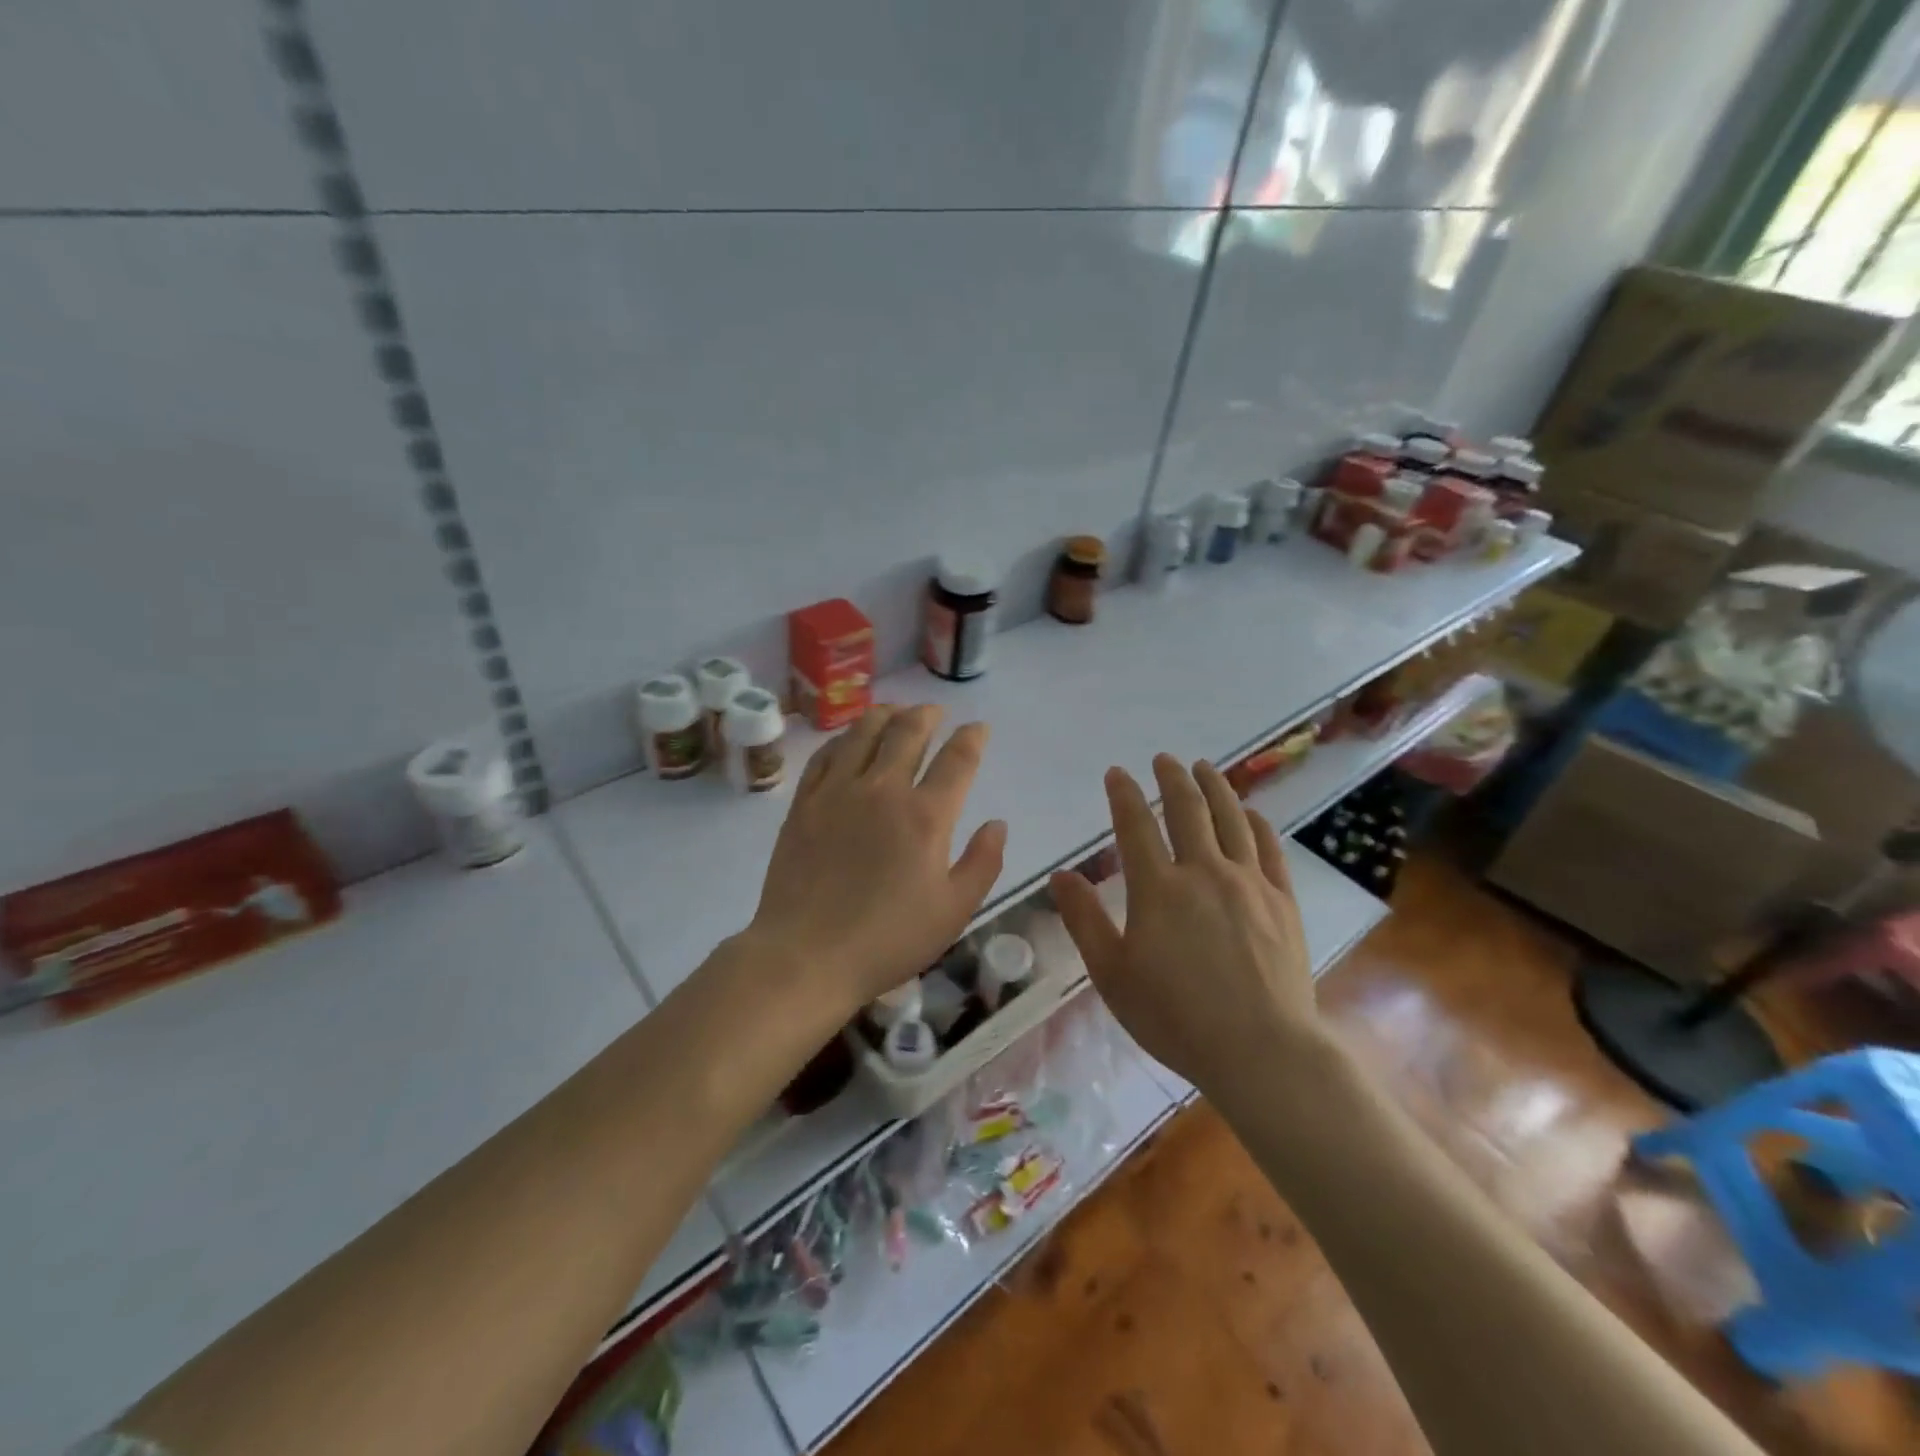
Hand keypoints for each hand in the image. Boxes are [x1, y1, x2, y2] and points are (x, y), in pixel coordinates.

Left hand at [742, 704, 1006, 1017]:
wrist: (806, 956)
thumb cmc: (888, 939)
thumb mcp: (953, 911)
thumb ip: (983, 863)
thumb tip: (997, 823)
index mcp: (926, 816)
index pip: (957, 759)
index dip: (973, 738)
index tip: (979, 728)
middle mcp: (883, 790)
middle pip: (908, 731)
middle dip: (928, 714)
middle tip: (936, 712)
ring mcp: (838, 791)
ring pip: (863, 731)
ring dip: (886, 714)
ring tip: (896, 712)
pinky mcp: (804, 802)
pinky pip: (826, 754)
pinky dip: (844, 738)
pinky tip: (850, 740)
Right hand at [1050, 755, 1318, 1088]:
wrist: (1261, 1051)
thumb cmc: (1175, 1017)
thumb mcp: (1112, 974)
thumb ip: (1084, 920)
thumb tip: (1061, 875)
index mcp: (1157, 888)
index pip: (1135, 825)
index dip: (1123, 794)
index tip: (1116, 773)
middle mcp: (1204, 871)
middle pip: (1187, 809)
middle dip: (1172, 778)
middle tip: (1164, 759)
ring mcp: (1248, 883)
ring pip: (1231, 818)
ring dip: (1215, 786)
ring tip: (1204, 768)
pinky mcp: (1282, 900)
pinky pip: (1268, 848)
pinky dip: (1255, 823)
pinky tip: (1249, 813)